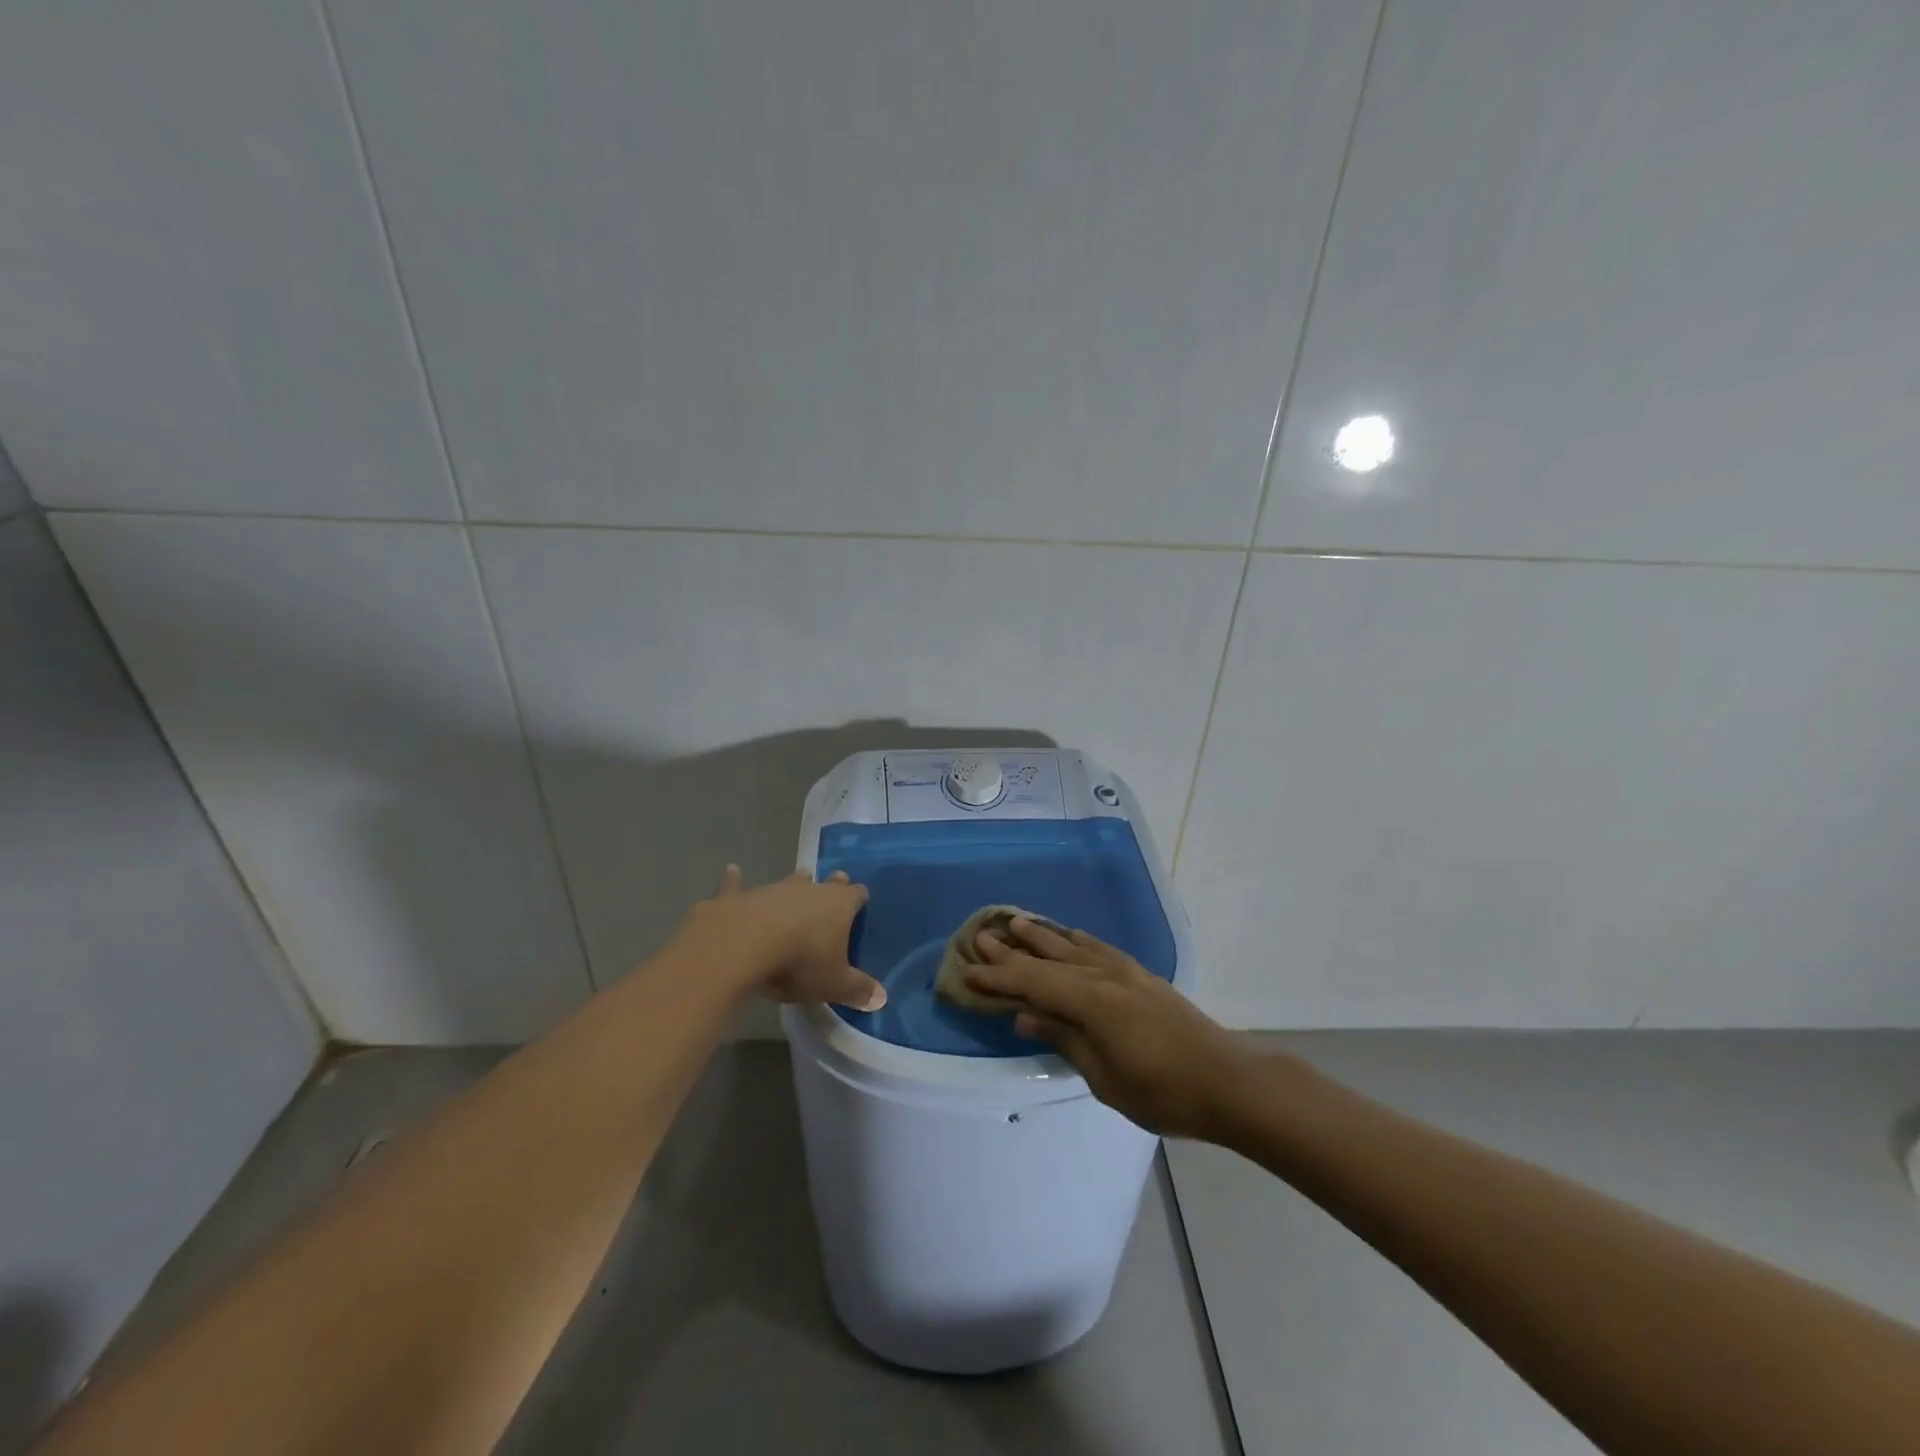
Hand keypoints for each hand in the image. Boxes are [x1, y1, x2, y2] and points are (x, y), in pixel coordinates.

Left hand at [680, 865, 885, 1010]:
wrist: (743, 946)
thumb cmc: (799, 962)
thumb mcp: (834, 984)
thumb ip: (858, 990)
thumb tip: (882, 998)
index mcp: (839, 904)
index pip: (857, 894)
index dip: (859, 898)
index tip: (861, 900)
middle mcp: (809, 889)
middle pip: (825, 883)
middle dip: (830, 885)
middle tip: (835, 883)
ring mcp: (773, 889)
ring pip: (788, 881)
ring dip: (793, 884)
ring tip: (798, 879)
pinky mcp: (739, 897)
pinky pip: (737, 885)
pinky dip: (734, 879)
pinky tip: (732, 870)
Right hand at [964, 917, 1262, 1138]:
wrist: (1227, 1081)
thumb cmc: (1163, 1091)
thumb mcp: (1105, 1078)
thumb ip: (1065, 1040)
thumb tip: (1026, 1016)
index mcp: (1091, 1002)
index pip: (1033, 983)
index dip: (999, 977)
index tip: (968, 970)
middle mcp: (1104, 976)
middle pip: (1049, 959)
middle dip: (1013, 949)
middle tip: (980, 935)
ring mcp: (1126, 972)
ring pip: (1073, 946)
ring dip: (1042, 936)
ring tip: (1016, 921)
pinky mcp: (1141, 976)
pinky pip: (1099, 948)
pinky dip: (1077, 939)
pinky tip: (1070, 935)